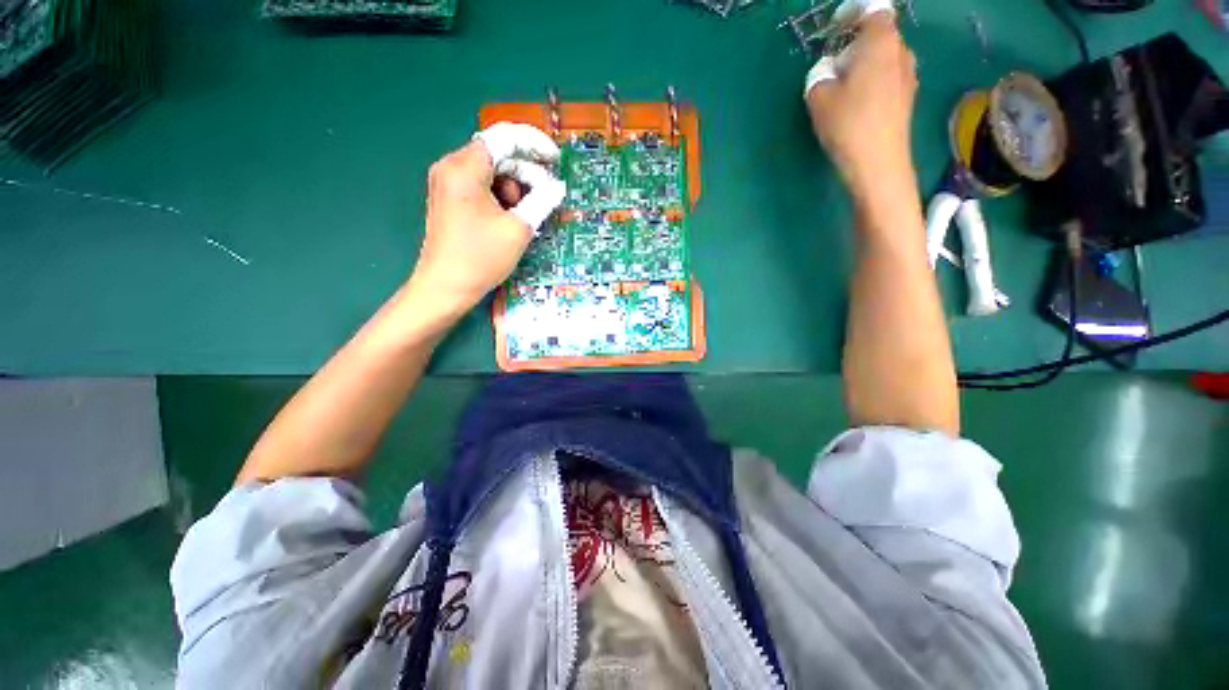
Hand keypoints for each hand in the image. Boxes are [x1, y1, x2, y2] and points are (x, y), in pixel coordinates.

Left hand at [407, 122, 565, 317]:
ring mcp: (448, 183)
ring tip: (526, 215)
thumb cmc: (481, 258)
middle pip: (498, 155)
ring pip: (492, 172)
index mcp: (465, 168)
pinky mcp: (450, 199)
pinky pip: (482, 186)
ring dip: (515, 188)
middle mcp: (451, 167)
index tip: (555, 160)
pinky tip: (512, 218)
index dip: (534, 144)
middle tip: (546, 196)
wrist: (445, 288)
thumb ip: (541, 200)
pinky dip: (501, 197)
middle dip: (526, 173)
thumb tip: (557, 186)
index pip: (504, 138)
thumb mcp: (518, 228)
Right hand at [804, 12, 917, 198]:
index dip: (853, 13)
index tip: (835, 28)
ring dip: (865, 64)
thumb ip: (819, 76)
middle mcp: (901, 51)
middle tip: (834, 65)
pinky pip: (889, 77)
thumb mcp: (819, 98)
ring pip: (884, 58)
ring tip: (844, 88)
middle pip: (879, 35)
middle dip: (856, 43)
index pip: (872, 10)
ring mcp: (909, 75)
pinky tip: (858, 104)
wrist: (877, 163)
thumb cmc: (848, 124)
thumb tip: (827, 73)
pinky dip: (873, 81)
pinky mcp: (907, 98)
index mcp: (880, 41)